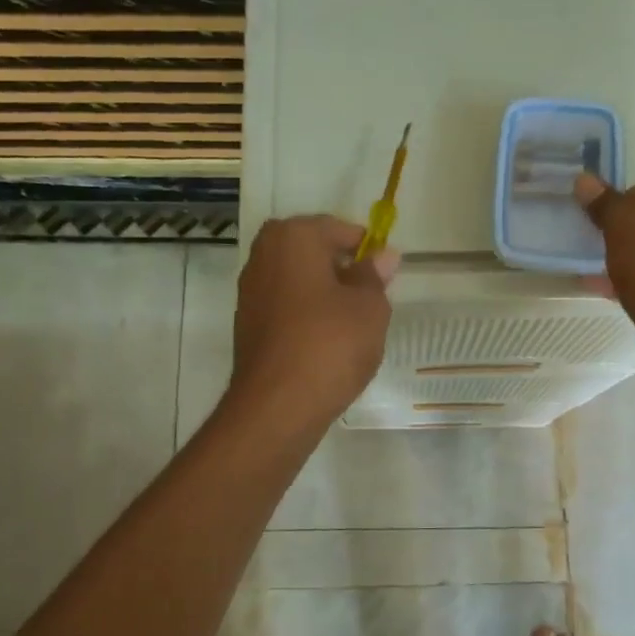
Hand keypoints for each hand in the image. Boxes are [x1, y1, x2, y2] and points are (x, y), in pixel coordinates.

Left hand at [229, 216, 400, 429]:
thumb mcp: (370, 307)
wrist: (277, 406)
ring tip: (353, 325)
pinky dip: (307, 317)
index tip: (387, 275)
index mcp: (293, 237)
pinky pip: (286, 308)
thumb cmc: (330, 344)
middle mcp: (264, 255)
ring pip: (299, 281)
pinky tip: (327, 343)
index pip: (339, 229)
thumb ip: (375, 276)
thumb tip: (383, 256)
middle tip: (371, 299)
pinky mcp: (247, 325)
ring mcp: (250, 291)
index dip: (367, 250)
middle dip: (343, 270)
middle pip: (314, 253)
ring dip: (325, 294)